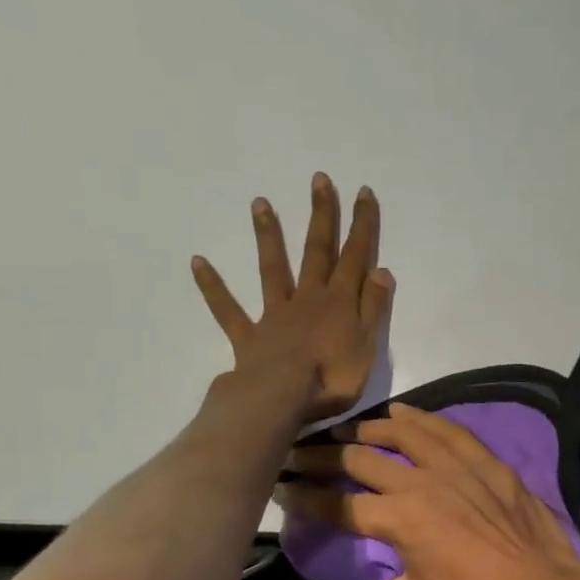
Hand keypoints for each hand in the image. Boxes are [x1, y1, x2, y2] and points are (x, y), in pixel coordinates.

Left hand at [192, 173, 395, 419]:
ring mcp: (275, 314)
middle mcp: (308, 299)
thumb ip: (373, 307)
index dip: (362, 225)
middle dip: (321, 216)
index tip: (363, 192)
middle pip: (317, 252)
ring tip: (260, 202)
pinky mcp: (249, 336)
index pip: (355, 258)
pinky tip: (197, 262)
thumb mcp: (367, 346)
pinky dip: (213, 287)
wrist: (283, 399)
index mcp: (339, 303)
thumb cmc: (332, 378)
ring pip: (272, 269)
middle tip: (319, 180)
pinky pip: (228, 309)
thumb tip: (381, 269)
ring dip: (268, 236)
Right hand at [278, 403, 579, 579]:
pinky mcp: (485, 461)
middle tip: (300, 451)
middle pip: (360, 459)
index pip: (339, 506)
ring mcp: (454, 466)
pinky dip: (422, 418)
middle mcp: (420, 483)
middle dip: (322, 456)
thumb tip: (383, 570)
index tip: (285, 488)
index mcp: (399, 521)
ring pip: (401, 432)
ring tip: (347, 428)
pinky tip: (404, 413)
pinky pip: (447, 429)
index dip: (306, 498)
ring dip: (367, 427)